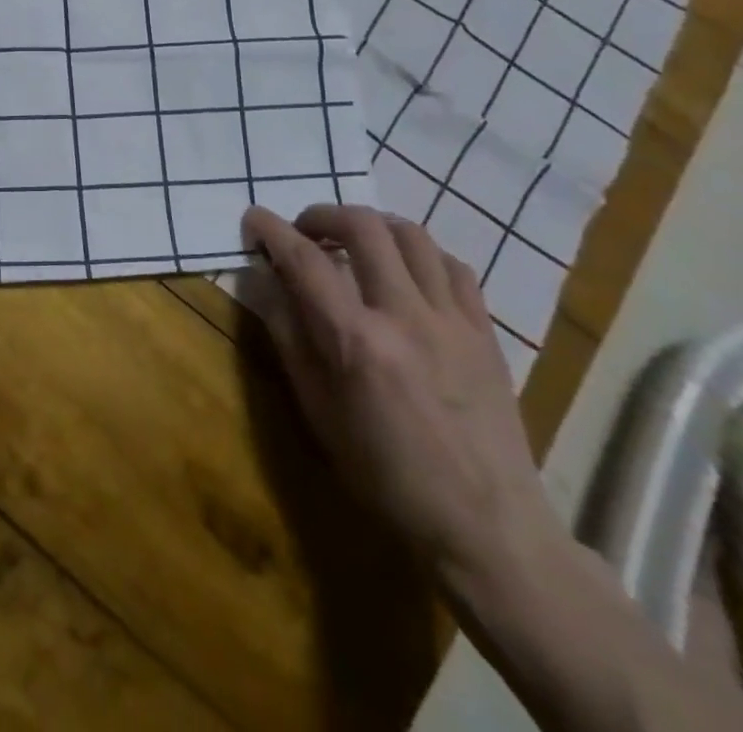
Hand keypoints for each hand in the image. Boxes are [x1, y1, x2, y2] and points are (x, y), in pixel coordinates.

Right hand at [244, 202, 551, 581]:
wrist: (487, 527)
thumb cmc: (386, 476)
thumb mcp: (318, 412)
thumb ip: (289, 337)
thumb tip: (266, 282)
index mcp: (355, 341)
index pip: (304, 260)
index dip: (272, 230)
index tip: (254, 217)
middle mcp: (404, 316)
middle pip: (362, 227)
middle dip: (323, 215)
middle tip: (305, 231)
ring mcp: (452, 320)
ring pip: (412, 234)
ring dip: (373, 225)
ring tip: (354, 241)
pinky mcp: (485, 331)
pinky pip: (453, 265)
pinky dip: (420, 253)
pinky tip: (406, 270)